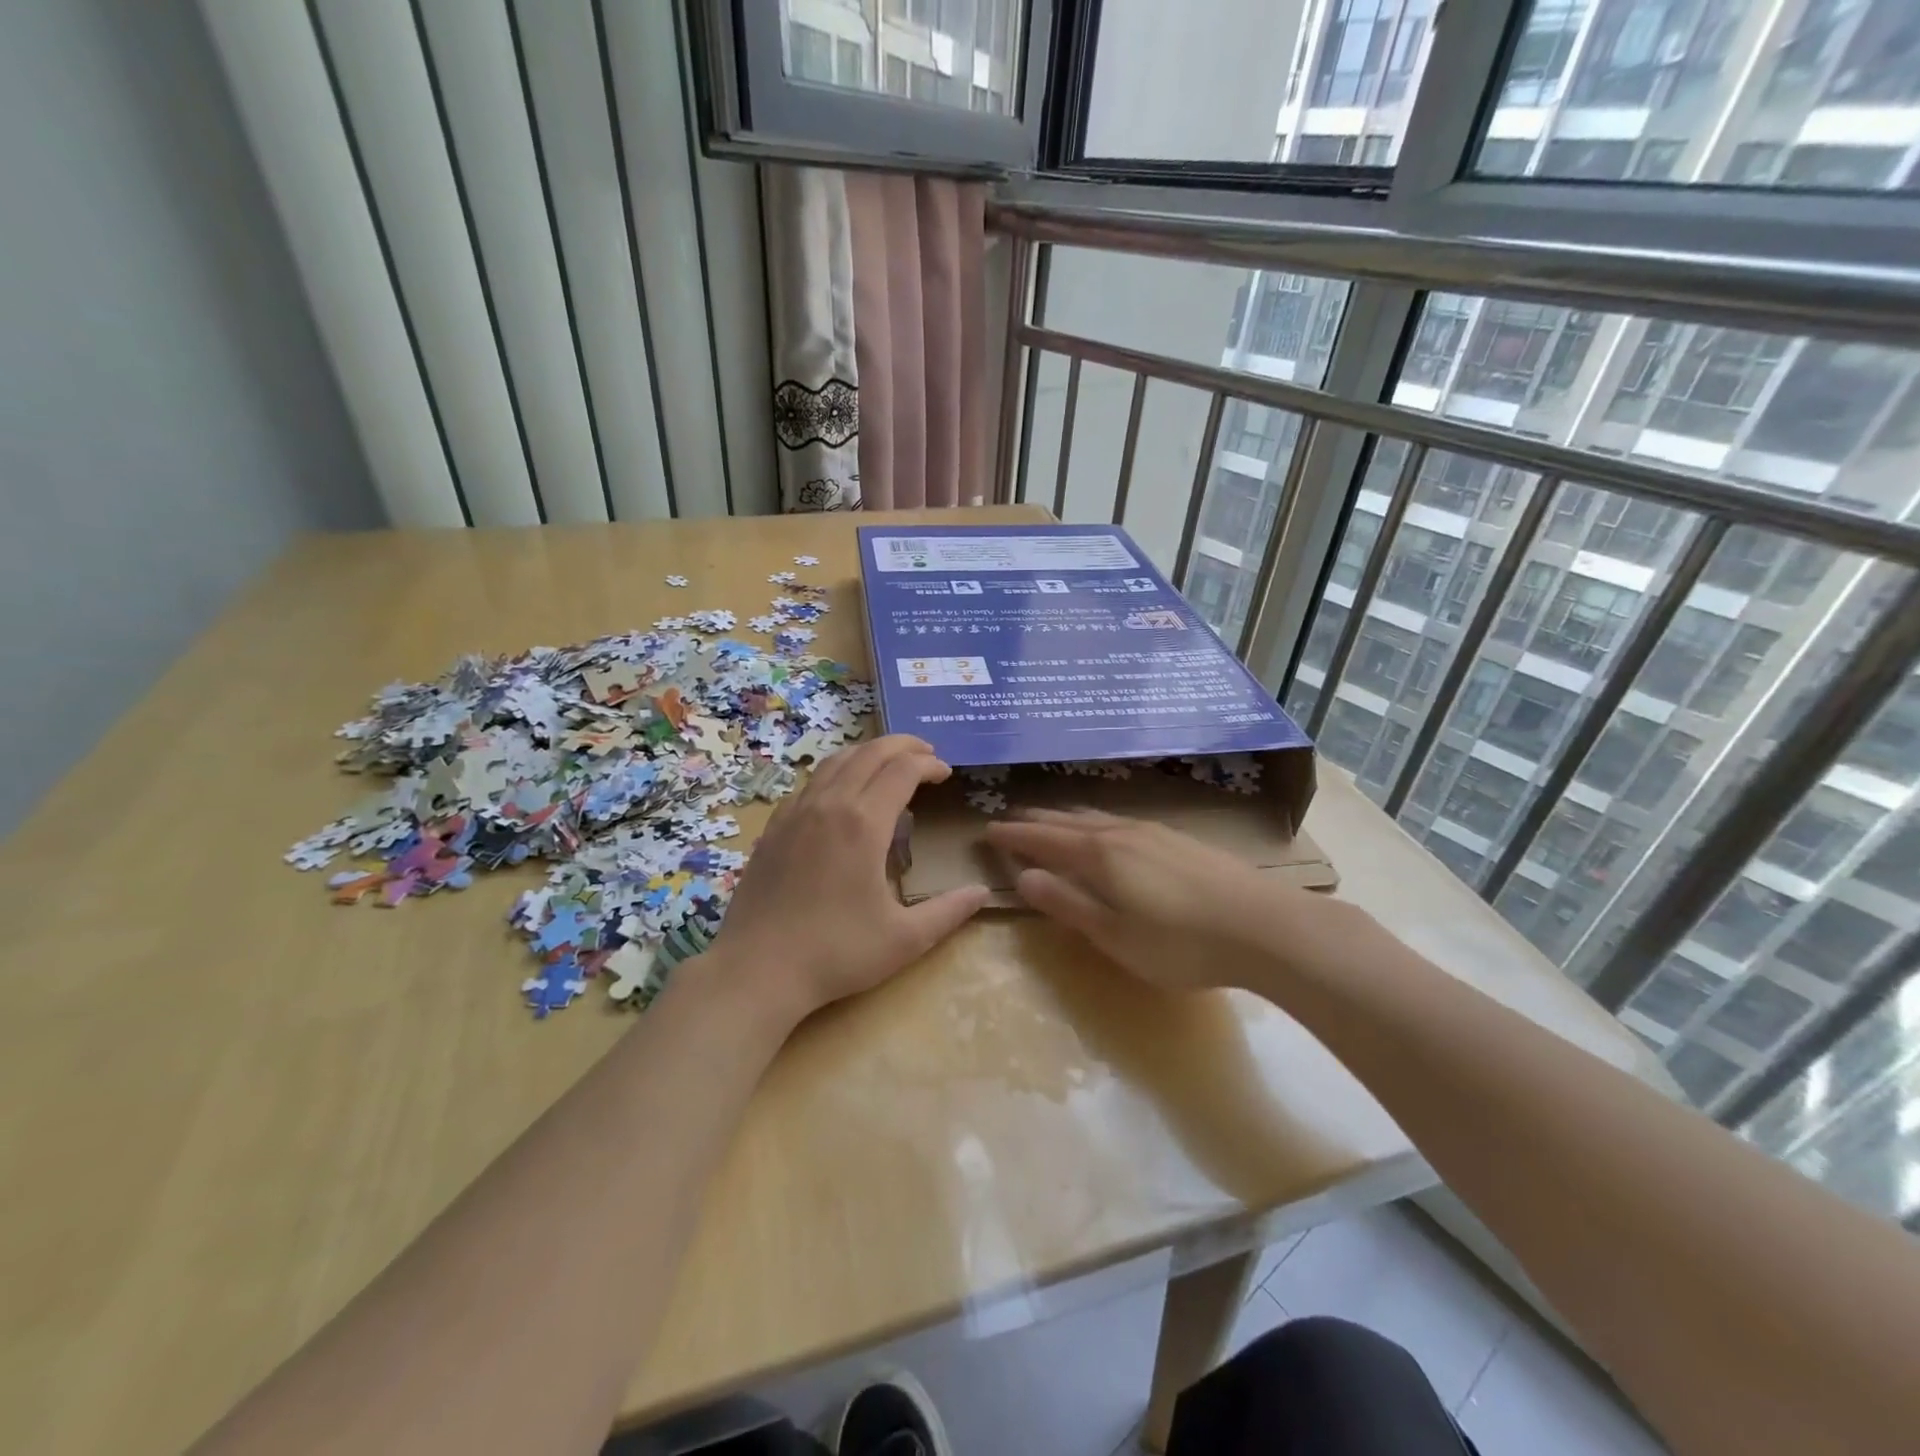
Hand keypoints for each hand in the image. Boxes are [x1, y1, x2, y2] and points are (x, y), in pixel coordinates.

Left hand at [708, 735, 989, 1023]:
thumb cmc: (836, 953)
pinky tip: (841, 794)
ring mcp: (795, 813)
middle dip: (903, 746)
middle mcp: (829, 805)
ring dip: (868, 753)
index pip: (903, 770)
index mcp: (863, 823)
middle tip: (926, 754)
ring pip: (835, 761)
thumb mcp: (904, 940)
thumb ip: (949, 912)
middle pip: (869, 753)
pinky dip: (835, 773)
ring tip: (889, 763)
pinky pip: (810, 783)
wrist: (757, 970)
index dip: (929, 765)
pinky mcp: (773, 827)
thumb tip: (983, 892)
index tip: (947, 773)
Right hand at [985, 808, 1355, 993]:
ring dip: (1067, 817)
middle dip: (1037, 820)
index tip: (988, 831)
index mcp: (1099, 855)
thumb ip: (1067, 904)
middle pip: (1068, 820)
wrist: (1265, 926)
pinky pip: (1121, 821)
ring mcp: (1154, 832)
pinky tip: (1110, 831)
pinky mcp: (1180, 839)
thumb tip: (1023, 876)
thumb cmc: (1181, 942)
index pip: (1044, 839)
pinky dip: (1097, 822)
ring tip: (1053, 819)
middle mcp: (1121, 833)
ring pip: (1097, 817)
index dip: (1014, 836)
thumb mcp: (1114, 936)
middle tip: (1012, 820)